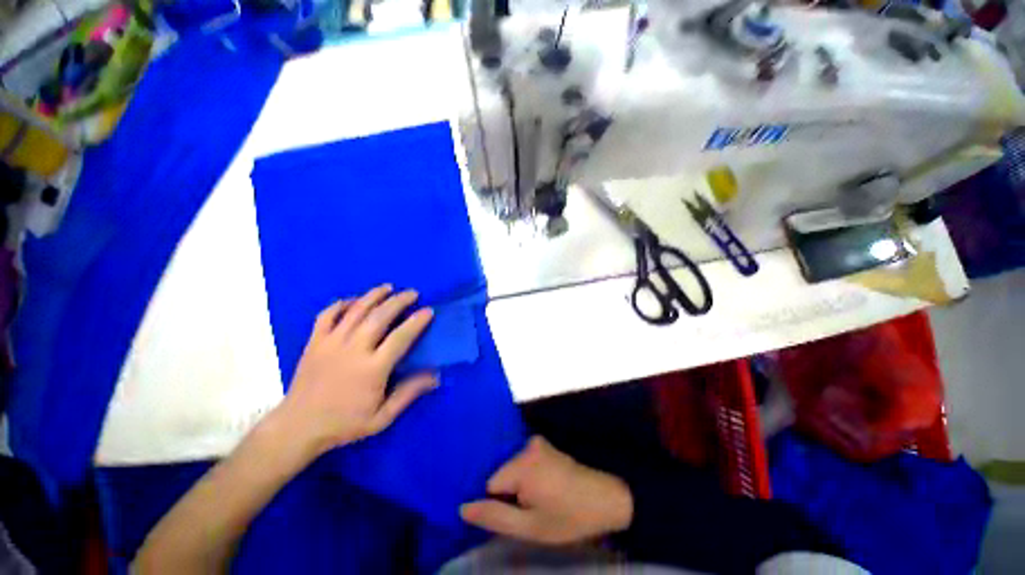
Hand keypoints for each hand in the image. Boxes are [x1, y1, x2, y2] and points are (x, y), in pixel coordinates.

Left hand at [272, 284, 436, 456]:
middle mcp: (353, 349)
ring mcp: (331, 343)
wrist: (298, 428)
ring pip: (356, 310)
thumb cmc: (344, 423)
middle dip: (399, 301)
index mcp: (373, 368)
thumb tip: (436, 376)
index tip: (428, 310)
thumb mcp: (382, 417)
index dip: (417, 321)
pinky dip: (341, 304)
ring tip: (388, 288)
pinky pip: (327, 315)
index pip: (401, 337)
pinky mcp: (314, 342)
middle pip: (380, 316)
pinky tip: (353, 300)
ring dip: (374, 295)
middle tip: (412, 293)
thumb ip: (409, 393)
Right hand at [460, 436, 633, 544]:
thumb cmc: (569, 517)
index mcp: (521, 464)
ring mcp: (535, 442)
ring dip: (517, 485)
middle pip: (500, 473)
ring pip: (510, 467)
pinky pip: (521, 460)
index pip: (489, 484)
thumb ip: (494, 516)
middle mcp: (526, 445)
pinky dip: (525, 475)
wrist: (606, 499)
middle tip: (528, 510)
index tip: (515, 514)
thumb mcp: (530, 527)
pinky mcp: (543, 444)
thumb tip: (462, 508)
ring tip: (537, 500)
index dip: (499, 503)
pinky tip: (541, 488)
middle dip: (508, 493)